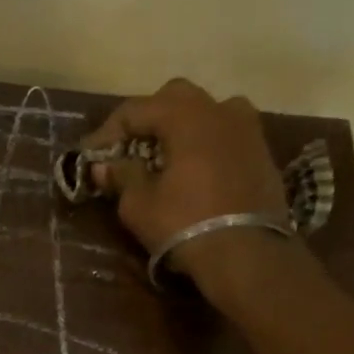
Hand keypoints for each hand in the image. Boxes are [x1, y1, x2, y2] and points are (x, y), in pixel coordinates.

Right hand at [82, 77, 298, 306]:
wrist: (248, 255)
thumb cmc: (185, 224)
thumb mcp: (139, 204)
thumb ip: (121, 176)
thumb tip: (104, 166)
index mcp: (186, 116)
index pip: (136, 109)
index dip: (108, 131)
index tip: (91, 155)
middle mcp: (220, 111)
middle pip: (175, 97)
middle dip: (148, 118)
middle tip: (130, 147)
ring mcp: (248, 130)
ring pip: (208, 111)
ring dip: (183, 126)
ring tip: (167, 153)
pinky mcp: (263, 154)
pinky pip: (228, 134)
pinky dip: (206, 143)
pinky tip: (195, 169)